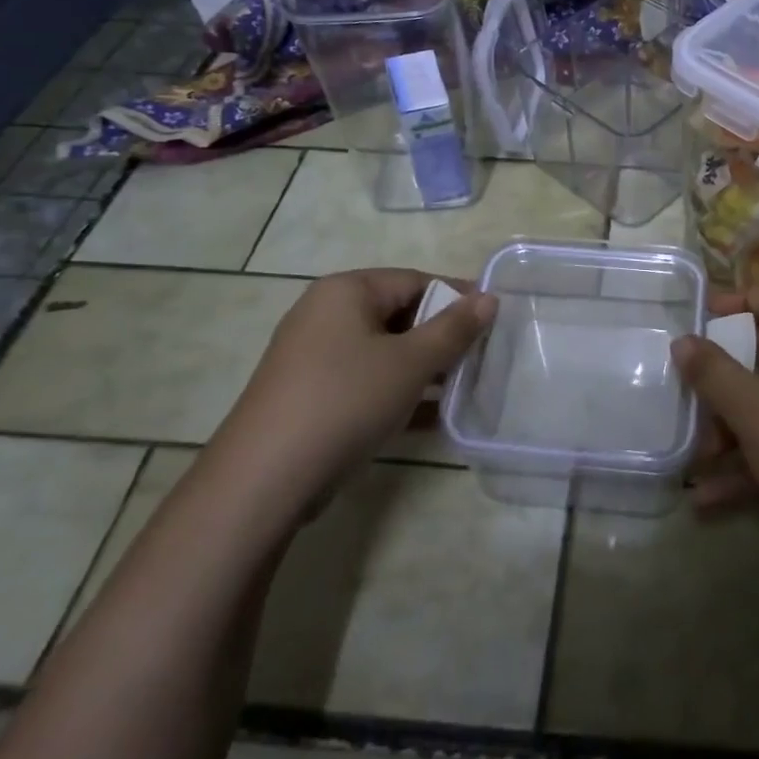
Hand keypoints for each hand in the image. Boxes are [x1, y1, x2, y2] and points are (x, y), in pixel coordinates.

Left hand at [213, 268, 494, 514]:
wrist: (265, 478)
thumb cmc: (346, 399)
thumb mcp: (411, 361)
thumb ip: (454, 329)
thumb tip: (490, 298)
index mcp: (346, 291)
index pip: (415, 280)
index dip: (457, 298)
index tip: (493, 322)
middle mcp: (325, 314)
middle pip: (399, 314)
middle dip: (441, 337)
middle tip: (479, 359)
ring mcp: (314, 356)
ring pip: (384, 351)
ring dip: (424, 368)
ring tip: (462, 389)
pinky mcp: (311, 394)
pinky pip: (366, 380)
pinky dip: (397, 392)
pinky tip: (430, 418)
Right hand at [673, 283, 758, 573]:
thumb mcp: (754, 410)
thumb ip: (713, 373)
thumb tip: (683, 341)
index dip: (742, 300)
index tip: (704, 320)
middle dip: (727, 375)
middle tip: (693, 387)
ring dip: (733, 429)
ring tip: (694, 458)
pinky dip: (752, 463)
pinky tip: (707, 498)